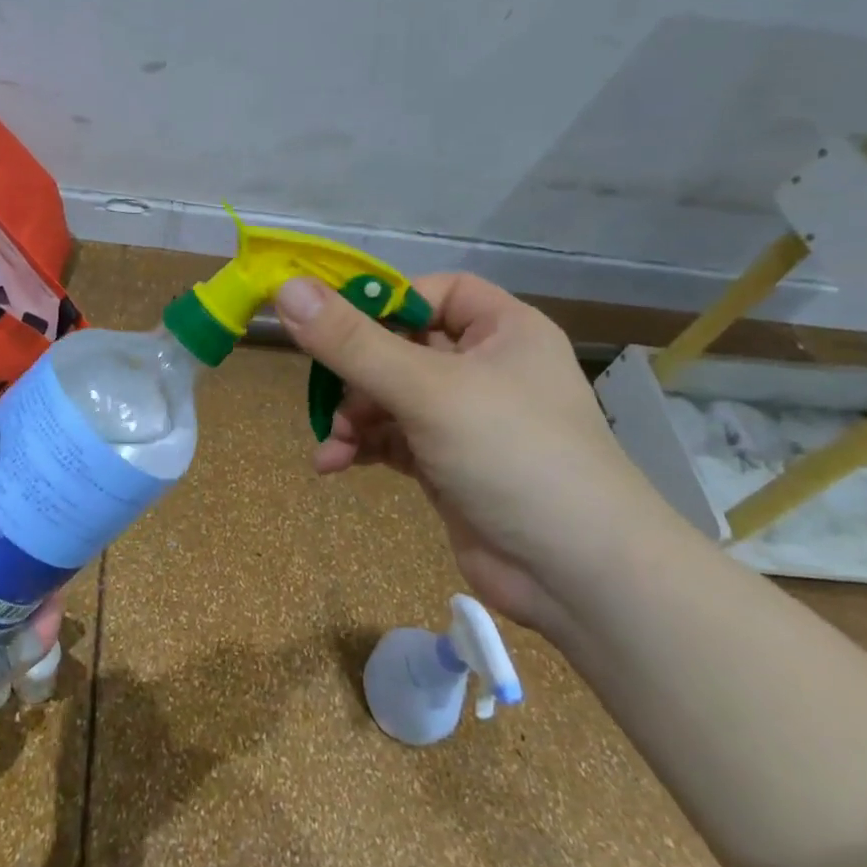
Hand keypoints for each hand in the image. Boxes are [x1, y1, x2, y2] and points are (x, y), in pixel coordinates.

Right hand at [276, 272, 671, 635]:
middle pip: (401, 346)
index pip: (435, 291)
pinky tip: (334, 465)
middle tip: (324, 395)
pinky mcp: (448, 465)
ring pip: (390, 397)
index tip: (333, 322)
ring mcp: (466, 420)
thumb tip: (287, 289)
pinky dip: (363, 447)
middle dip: (355, 373)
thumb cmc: (513, 455)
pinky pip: (393, 439)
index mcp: (503, 331)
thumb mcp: (427, 390)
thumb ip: (353, 342)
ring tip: (333, 444)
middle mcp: (486, 368)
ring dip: (354, 416)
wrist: (578, 577)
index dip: (386, 301)